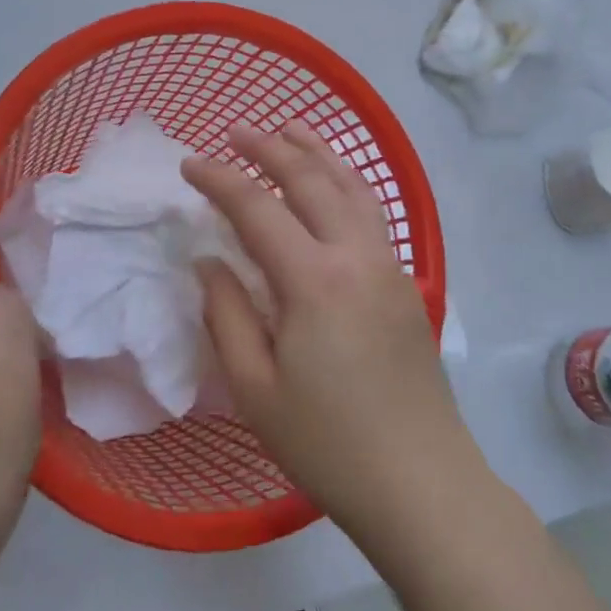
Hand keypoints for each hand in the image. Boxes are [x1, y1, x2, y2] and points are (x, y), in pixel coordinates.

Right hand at [181, 123, 481, 545]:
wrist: (420, 480)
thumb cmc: (326, 443)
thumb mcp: (255, 387)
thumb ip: (226, 313)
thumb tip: (210, 260)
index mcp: (314, 279)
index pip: (258, 208)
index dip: (220, 180)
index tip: (189, 165)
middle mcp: (356, 255)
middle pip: (312, 181)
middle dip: (271, 149)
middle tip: (237, 131)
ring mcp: (388, 266)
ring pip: (353, 188)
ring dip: (319, 153)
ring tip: (292, 129)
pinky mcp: (405, 283)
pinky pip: (372, 213)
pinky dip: (347, 183)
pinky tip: (335, 185)